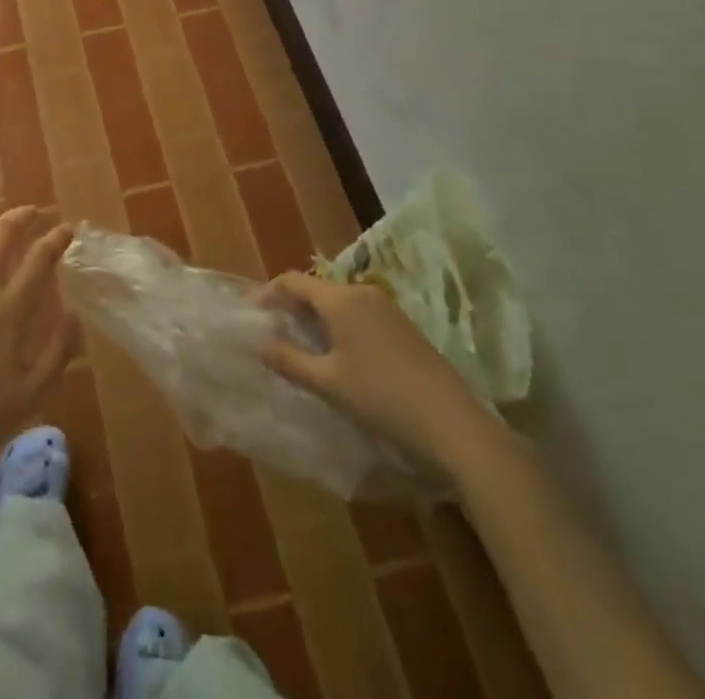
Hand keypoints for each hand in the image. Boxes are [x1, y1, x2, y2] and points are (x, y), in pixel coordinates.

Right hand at [259, 272, 499, 475]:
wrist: (452, 423)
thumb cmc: (381, 397)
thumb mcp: (328, 383)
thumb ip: (289, 360)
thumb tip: (260, 343)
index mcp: (340, 299)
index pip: (292, 281)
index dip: (268, 293)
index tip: (251, 314)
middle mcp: (362, 293)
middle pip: (316, 289)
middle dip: (292, 306)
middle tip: (273, 332)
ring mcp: (386, 308)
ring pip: (338, 302)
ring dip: (316, 317)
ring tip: (301, 345)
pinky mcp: (403, 326)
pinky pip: (359, 313)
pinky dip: (339, 325)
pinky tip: (338, 354)